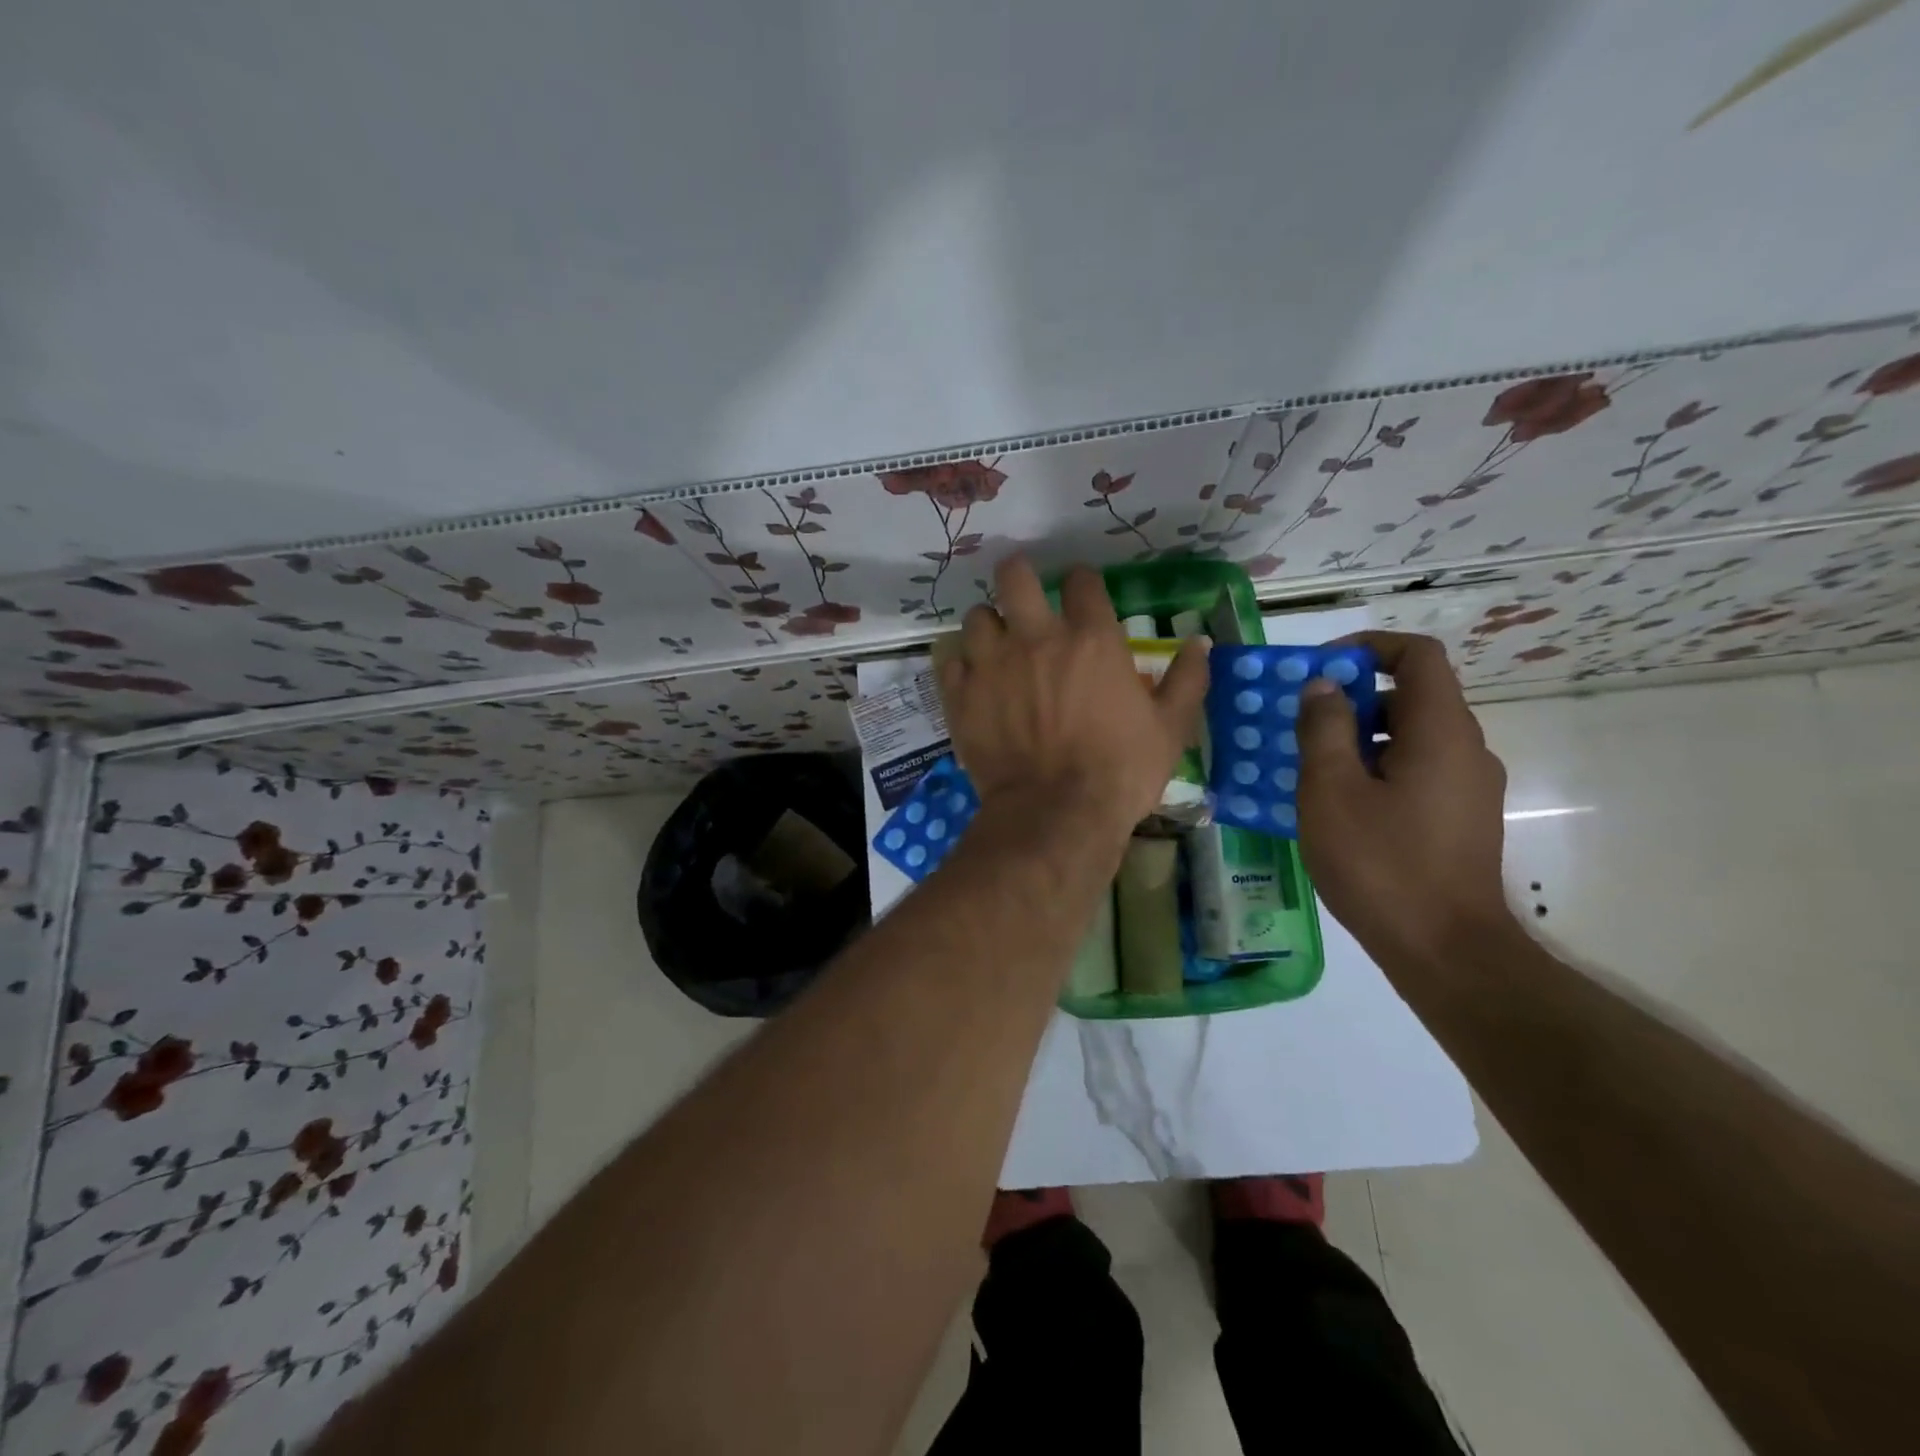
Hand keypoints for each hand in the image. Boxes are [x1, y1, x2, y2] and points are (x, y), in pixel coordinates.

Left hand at [939, 557, 1208, 837]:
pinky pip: (951, 661)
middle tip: (1023, 592)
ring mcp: (992, 665)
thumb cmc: (1120, 772)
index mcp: (1090, 639)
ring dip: (988, 625)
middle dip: (1018, 576)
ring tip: (996, 643)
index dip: (1082, 582)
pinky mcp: (961, 696)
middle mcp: (1036, 639)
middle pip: (1014, 577)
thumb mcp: (1170, 729)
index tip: (1082, 593)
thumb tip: (1201, 643)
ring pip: (977, 617)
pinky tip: (972, 678)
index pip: (1081, 581)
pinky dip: (962, 664)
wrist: (1056, 815)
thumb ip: (1187, 680)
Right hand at [1295, 631, 1514, 970]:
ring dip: (1361, 737)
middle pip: (1412, 695)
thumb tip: (1323, 687)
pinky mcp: (1461, 819)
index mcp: (1441, 731)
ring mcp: (1468, 787)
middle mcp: (1466, 749)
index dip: (1368, 647)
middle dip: (1353, 698)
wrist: (1446, 951)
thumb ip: (1324, 729)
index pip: (1417, 655)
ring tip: (1310, 767)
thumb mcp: (1331, 791)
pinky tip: (1339, 805)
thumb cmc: (1381, 864)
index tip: (1320, 669)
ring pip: (1412, 736)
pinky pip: (1417, 770)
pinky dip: (1377, 767)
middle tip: (1301, 724)